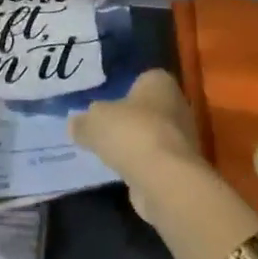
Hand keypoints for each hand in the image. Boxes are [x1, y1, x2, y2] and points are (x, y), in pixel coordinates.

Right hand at [71, 70, 205, 215]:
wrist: (163, 179)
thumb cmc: (130, 133)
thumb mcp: (93, 121)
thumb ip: (83, 121)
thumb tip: (76, 124)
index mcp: (160, 83)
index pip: (141, 79)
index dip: (122, 90)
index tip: (104, 103)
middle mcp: (177, 105)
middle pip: (147, 109)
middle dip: (128, 119)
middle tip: (102, 129)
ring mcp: (181, 138)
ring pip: (150, 135)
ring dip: (133, 144)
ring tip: (107, 153)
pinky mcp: (179, 167)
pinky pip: (153, 160)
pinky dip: (140, 165)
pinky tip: (120, 172)